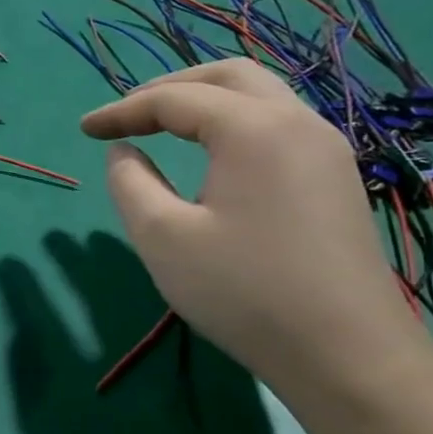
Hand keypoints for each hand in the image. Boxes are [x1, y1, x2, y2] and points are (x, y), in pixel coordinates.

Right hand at [80, 59, 417, 391]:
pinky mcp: (337, 177)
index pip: (174, 99)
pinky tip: (213, 154)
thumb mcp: (163, 237)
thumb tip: (125, 152)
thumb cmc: (245, 293)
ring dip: (206, 100)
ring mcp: (326, 149)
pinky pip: (279, 123)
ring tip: (163, 126)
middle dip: (170, 87)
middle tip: (129, 115)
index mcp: (253, 129)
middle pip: (228, 76)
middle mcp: (298, 122)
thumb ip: (130, 183)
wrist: (349, 357)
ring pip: (260, 95)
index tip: (84, 130)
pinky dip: (234, 121)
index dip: (122, 111)